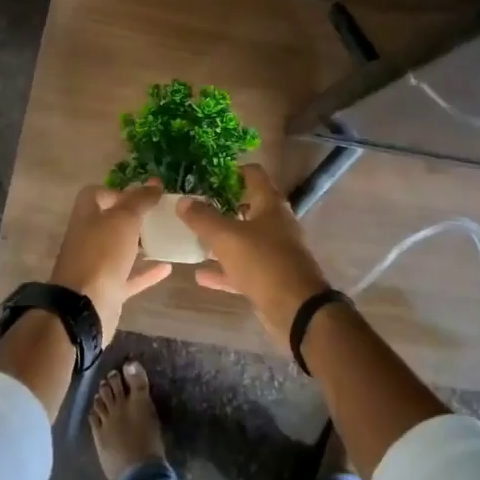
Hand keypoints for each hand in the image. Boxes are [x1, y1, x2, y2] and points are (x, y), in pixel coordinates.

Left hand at [49, 180, 172, 339]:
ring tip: (167, 236)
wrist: (84, 308)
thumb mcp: (124, 219)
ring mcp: (97, 266)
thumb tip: (154, 183)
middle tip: (161, 214)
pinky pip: (130, 276)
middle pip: (110, 222)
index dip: (117, 191)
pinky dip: (147, 271)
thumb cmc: (102, 255)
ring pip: (121, 250)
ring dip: (141, 244)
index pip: (96, 194)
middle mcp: (89, 238)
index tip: (141, 195)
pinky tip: (168, 267)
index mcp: (86, 216)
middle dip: (134, 217)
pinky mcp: (108, 289)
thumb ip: (140, 200)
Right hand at [177, 165, 333, 349]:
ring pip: (245, 239)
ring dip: (222, 239)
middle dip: (223, 206)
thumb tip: (183, 201)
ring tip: (194, 238)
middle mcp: (276, 223)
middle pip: (248, 206)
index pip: (253, 174)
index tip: (208, 175)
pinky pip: (243, 268)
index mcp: (270, 204)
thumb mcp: (227, 237)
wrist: (297, 309)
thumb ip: (203, 218)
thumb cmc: (263, 262)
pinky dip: (224, 270)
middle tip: (196, 206)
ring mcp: (275, 251)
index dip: (232, 171)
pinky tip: (201, 275)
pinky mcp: (271, 277)